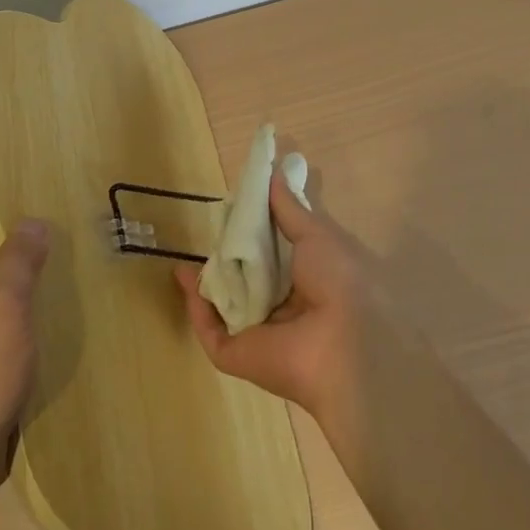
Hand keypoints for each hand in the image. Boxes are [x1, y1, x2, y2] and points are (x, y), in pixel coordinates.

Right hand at [175, 172, 374, 428]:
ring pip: (227, 306)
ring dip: (208, 282)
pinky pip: (211, 332)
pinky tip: (183, 278)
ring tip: (188, 253)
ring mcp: (261, 334)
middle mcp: (286, 308)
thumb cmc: (339, 278)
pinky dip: (196, 307)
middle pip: (249, 281)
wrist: (345, 342)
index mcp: (310, 281)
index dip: (257, 233)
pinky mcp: (239, 355)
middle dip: (230, 258)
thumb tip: (273, 174)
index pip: (276, 256)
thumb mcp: (317, 233)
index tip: (237, 208)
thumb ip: (290, 208)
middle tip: (209, 231)